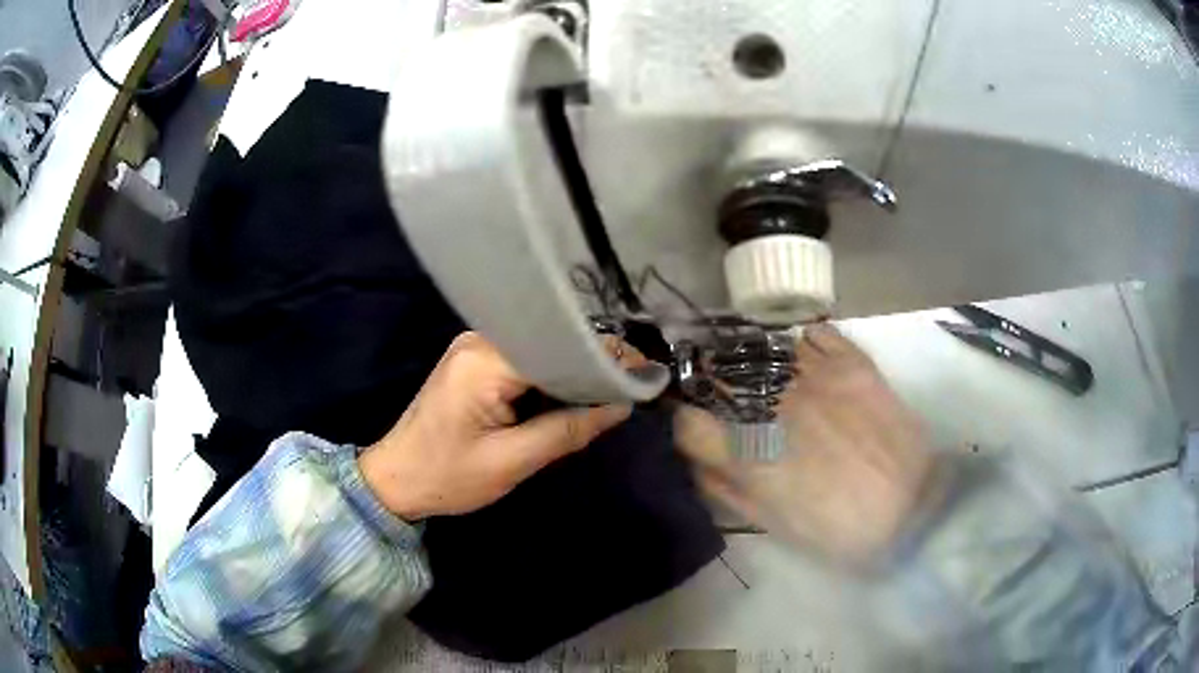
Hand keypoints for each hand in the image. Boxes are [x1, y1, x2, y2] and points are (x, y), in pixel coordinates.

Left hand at [359, 332, 633, 519]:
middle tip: (632, 383)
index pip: (558, 344)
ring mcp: (474, 347)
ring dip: (572, 368)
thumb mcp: (512, 462)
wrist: (396, 479)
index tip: (643, 374)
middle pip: (550, 339)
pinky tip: (572, 392)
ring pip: (540, 347)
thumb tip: (620, 406)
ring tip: (611, 388)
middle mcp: (479, 340)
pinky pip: (524, 358)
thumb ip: (568, 430)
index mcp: (485, 361)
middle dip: (592, 361)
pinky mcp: (474, 360)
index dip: (604, 357)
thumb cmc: (448, 477)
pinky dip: (551, 374)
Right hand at [676, 324, 938, 567]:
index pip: (688, 422)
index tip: (693, 426)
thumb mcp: (774, 523)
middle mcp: (773, 404)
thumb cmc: (839, 529)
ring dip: (752, 360)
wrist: (913, 508)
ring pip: (763, 349)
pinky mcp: (852, 362)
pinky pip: (814, 333)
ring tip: (762, 372)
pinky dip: (801, 341)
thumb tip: (698, 464)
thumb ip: (728, 491)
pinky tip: (803, 355)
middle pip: (720, 376)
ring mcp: (814, 375)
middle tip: (725, 396)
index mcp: (749, 452)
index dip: (683, 423)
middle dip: (712, 385)